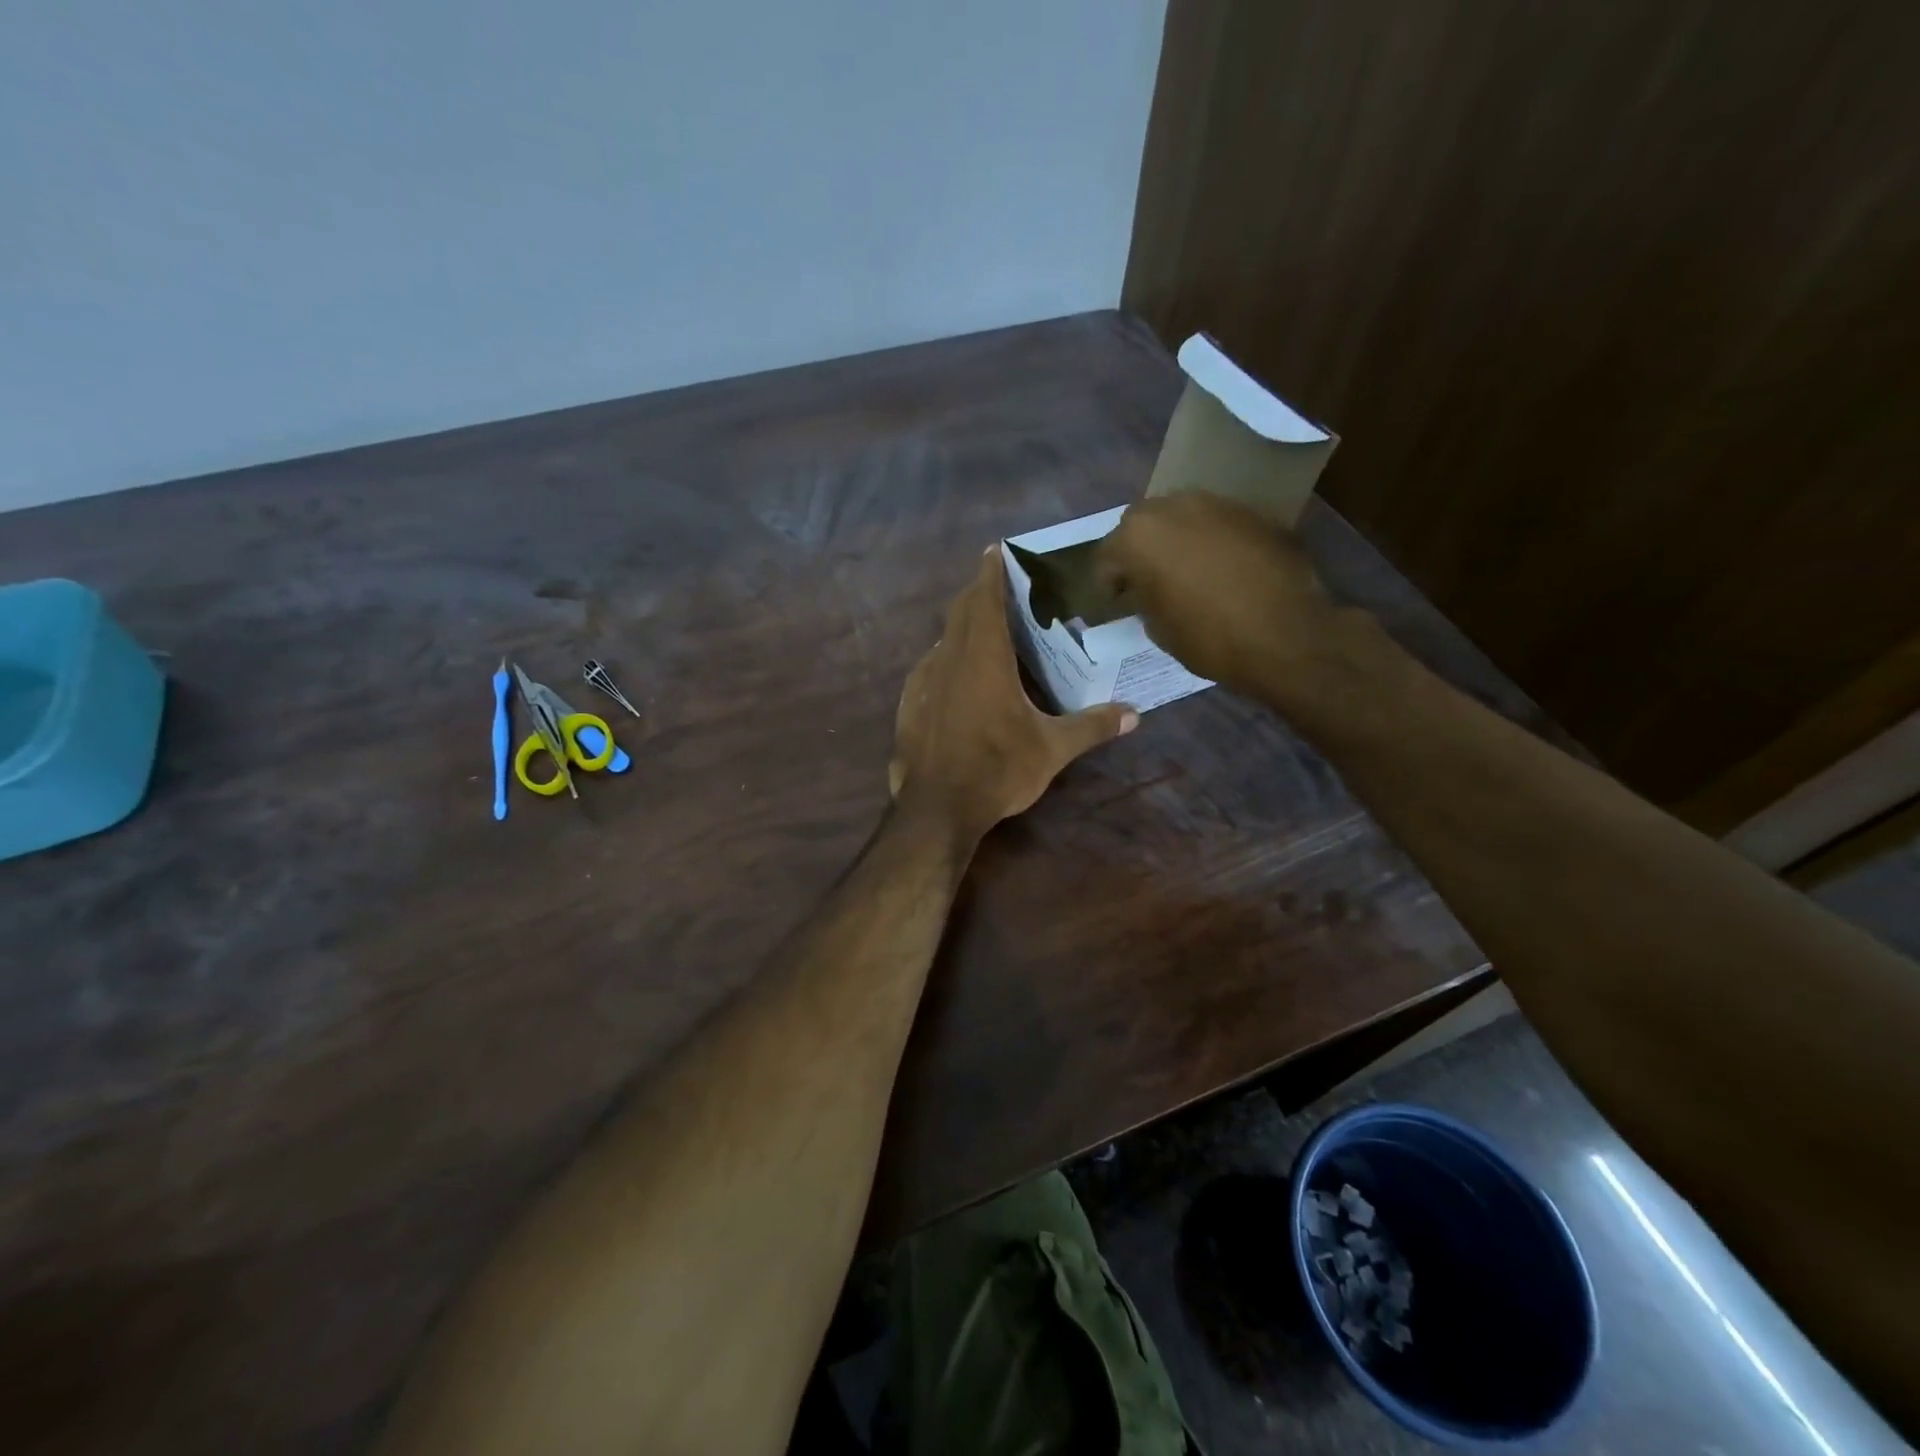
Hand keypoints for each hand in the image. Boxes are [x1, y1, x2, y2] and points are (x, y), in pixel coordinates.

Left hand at [890, 548, 1136, 840]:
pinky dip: (947, 659)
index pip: (984, 598)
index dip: (990, 572)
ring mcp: (924, 681)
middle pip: (960, 611)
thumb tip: (1134, 715)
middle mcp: (949, 659)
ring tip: (986, 633)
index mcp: (984, 658)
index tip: (994, 550)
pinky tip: (960, 678)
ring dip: (962, 628)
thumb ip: (1092, 726)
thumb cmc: (997, 770)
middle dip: (977, 593)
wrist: (937, 808)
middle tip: (999, 588)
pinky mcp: (910, 704)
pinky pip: (930, 668)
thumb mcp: (1052, 749)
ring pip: (943, 639)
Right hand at [1096, 492, 1342, 702]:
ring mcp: (1216, 504)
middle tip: (1147, 581)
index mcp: (1139, 536)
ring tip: (1185, 572)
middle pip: (1142, 524)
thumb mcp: (1156, 627)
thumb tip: (1146, 588)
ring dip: (1176, 540)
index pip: (1108, 555)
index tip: (1117, 602)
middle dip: (1140, 550)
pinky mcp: (1253, 513)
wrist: (1285, 635)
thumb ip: (1143, 595)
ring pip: (1182, 517)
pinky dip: (1211, 542)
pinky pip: (1217, 524)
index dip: (1109, 582)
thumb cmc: (1208, 637)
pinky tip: (1221, 570)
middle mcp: (1173, 507)